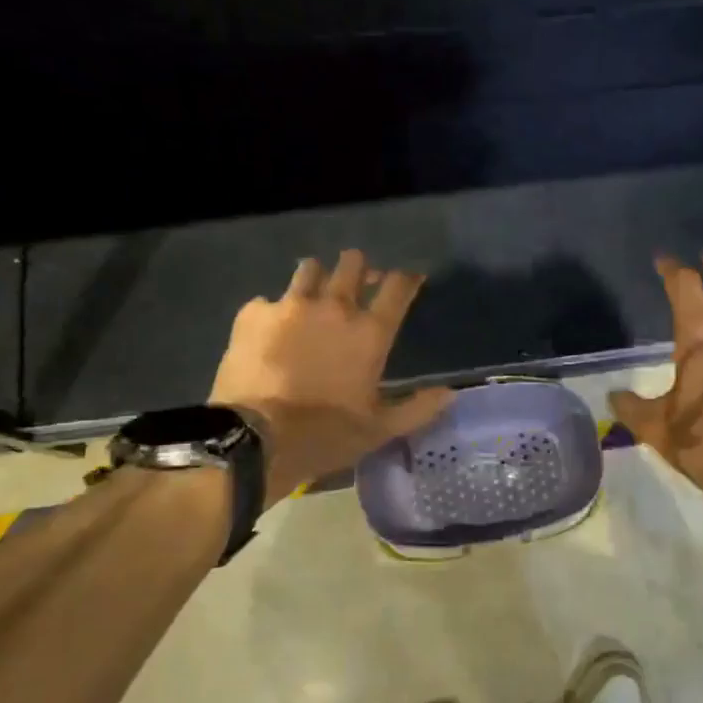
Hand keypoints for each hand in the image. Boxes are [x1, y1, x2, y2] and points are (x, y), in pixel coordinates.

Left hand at [210, 251, 453, 506]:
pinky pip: (268, 300)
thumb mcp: (380, 429)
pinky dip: (274, 310)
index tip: (410, 280)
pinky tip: (271, 329)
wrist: (255, 438)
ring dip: (317, 278)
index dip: (407, 278)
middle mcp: (334, 307)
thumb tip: (449, 393)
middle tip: (358, 283)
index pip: (398, 286)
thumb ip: (418, 408)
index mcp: (370, 332)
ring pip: (309, 269)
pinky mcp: (253, 313)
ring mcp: (290, 305)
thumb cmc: (326, 434)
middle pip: (353, 263)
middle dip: (359, 268)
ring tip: (314, 295)